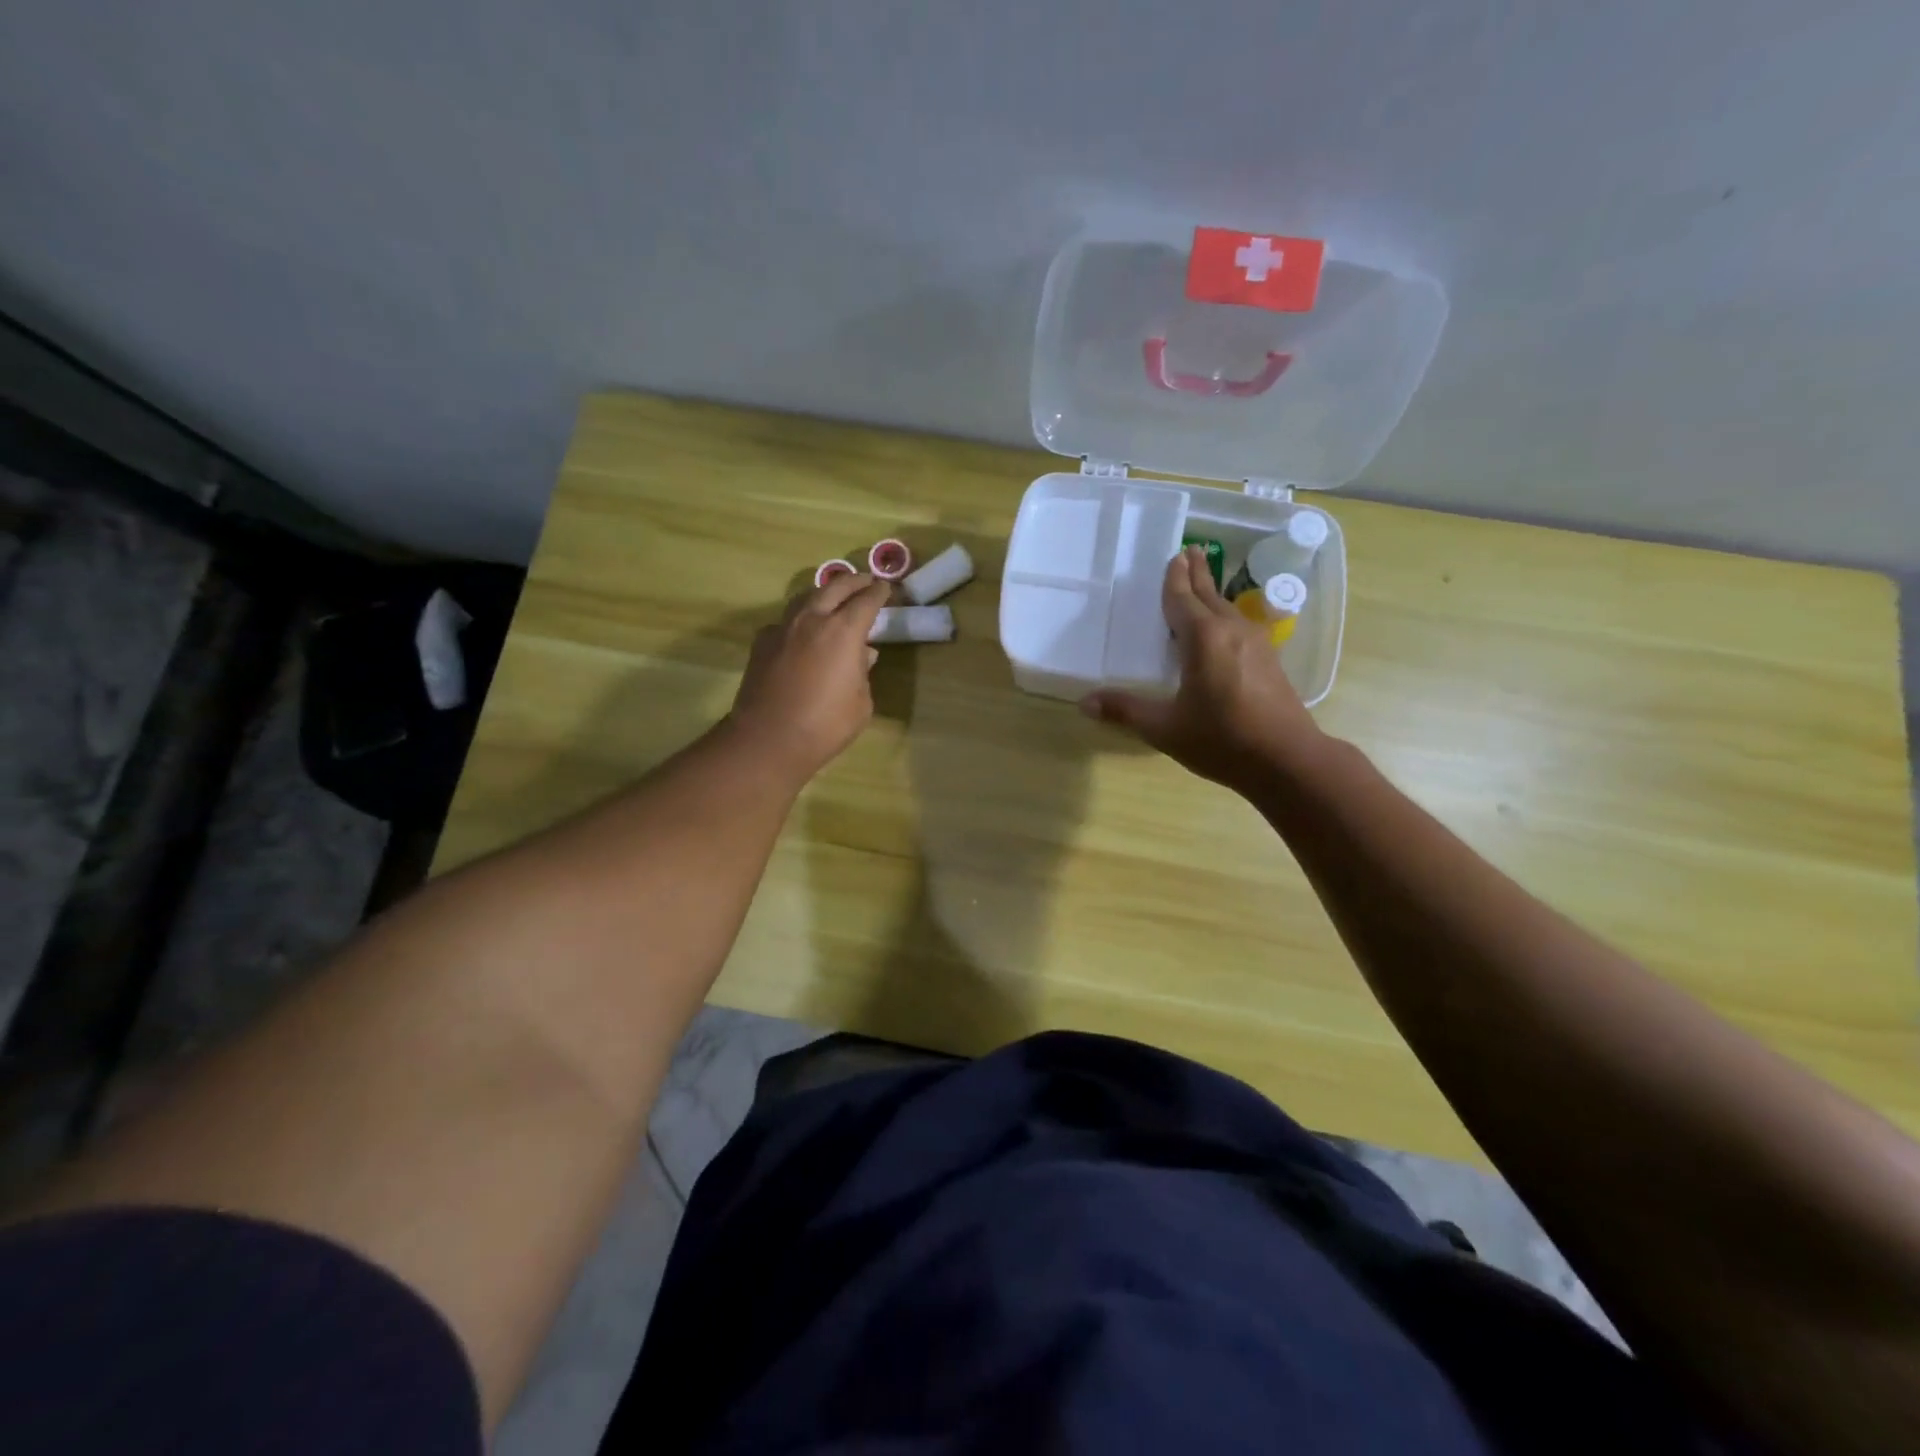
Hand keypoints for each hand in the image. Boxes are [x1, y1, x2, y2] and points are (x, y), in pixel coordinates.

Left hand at [727, 572, 890, 782]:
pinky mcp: (762, 643)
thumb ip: (863, 672)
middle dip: (854, 581)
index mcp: (843, 631)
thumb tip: (863, 654)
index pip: (866, 600)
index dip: (879, 592)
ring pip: (806, 597)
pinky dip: (800, 619)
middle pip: (835, 587)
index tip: (887, 588)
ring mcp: (783, 628)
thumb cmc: (825, 725)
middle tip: (866, 581)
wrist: (769, 740)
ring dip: (825, 593)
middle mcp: (812, 620)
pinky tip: (803, 631)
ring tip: (835, 597)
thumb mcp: (861, 702)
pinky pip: (786, 621)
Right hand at [1081, 546, 1325, 793]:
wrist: (1287, 760)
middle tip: (1189, 551)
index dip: (1175, 578)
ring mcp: (1256, 643)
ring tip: (1201, 584)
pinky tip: (1223, 628)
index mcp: (1203, 638)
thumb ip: (1126, 711)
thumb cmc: (1222, 740)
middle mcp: (1231, 631)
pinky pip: (1239, 625)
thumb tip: (1085, 702)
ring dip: (1212, 594)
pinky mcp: (1269, 660)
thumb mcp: (1165, 728)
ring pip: (1227, 609)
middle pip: (1209, 595)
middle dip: (1197, 574)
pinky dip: (1224, 616)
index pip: (1183, 599)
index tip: (1174, 555)